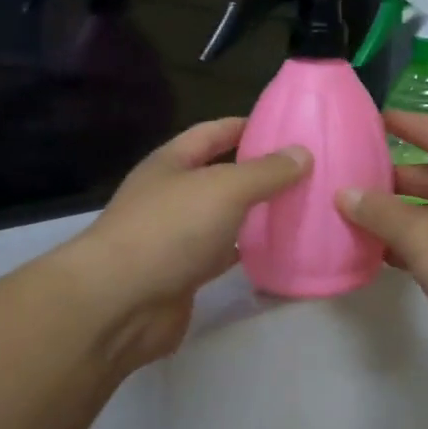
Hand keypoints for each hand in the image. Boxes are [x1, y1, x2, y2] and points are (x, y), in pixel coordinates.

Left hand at [63, 117, 309, 367]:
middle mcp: (170, 196)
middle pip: (219, 176)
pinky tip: (278, 252)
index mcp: (171, 163)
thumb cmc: (170, 229)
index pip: (211, 133)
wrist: (122, 302)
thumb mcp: (224, 188)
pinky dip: (247, 252)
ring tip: (300, 208)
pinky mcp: (183, 275)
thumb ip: (265, 171)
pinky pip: (222, 256)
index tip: (283, 126)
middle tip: (305, 171)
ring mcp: (175, 238)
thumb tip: (303, 153)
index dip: (244, 126)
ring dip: (254, 214)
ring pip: (223, 218)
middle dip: (257, 173)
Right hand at [337, 112, 427, 361]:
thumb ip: (380, 214)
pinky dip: (414, 244)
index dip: (400, 122)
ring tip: (351, 220)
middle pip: (426, 173)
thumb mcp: (422, 235)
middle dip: (386, 179)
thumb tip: (344, 194)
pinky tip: (382, 256)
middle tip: (342, 182)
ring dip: (396, 217)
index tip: (367, 119)